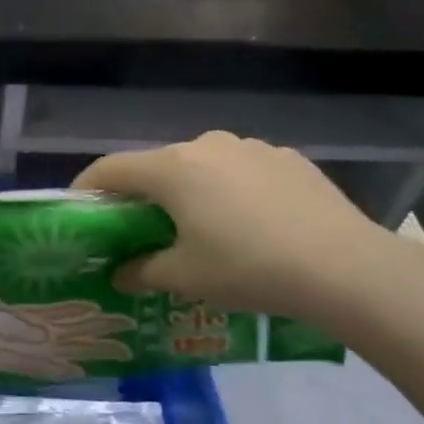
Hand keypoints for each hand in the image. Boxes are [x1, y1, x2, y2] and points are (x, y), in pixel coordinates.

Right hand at [75, 132, 399, 325]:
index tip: (78, 209)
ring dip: (189, 191)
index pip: (110, 169)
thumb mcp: (185, 277)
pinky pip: (242, 171)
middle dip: (142, 195)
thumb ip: (142, 271)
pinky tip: (251, 224)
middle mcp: (205, 145)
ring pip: (202, 166)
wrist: (345, 267)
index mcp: (172, 168)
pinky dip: (231, 191)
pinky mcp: (287, 159)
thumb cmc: (247, 268)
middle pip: (157, 166)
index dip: (86, 188)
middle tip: (140, 229)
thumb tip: (120, 273)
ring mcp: (250, 148)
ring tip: (201, 229)